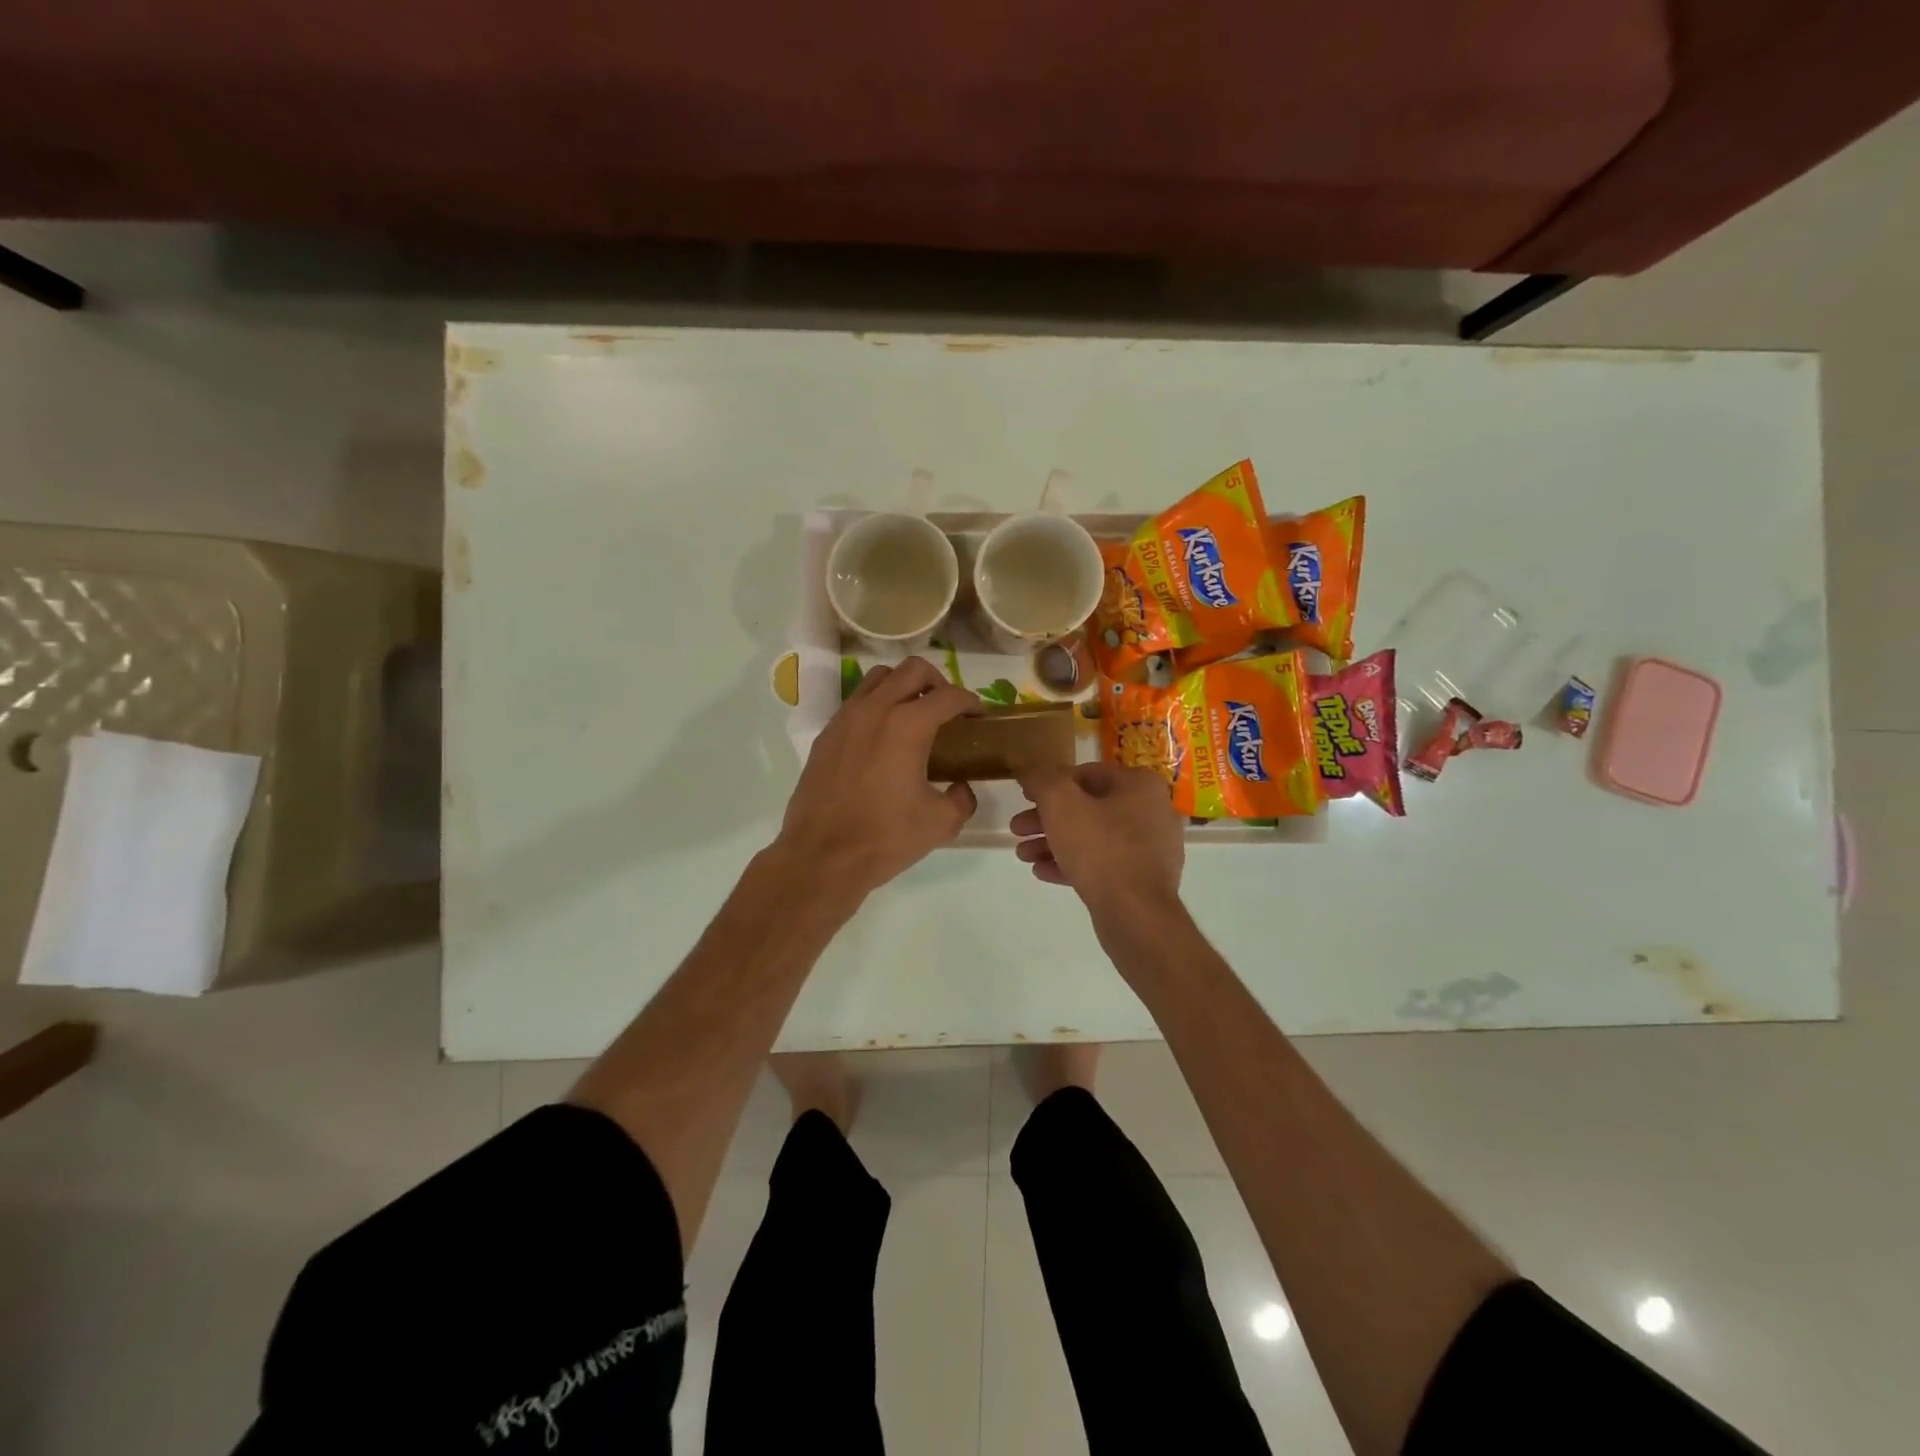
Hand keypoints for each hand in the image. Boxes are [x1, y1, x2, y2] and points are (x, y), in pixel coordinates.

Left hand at [776, 656, 980, 895]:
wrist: (821, 856)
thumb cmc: (884, 838)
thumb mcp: (940, 824)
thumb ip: (961, 799)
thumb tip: (961, 789)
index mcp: (908, 725)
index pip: (949, 695)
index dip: (971, 702)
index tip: (978, 718)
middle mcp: (875, 709)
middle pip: (913, 669)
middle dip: (938, 682)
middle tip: (947, 710)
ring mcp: (846, 718)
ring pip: (879, 677)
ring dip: (903, 686)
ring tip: (914, 715)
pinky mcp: (827, 734)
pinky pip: (856, 701)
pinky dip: (876, 705)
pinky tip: (883, 738)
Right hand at [1011, 762, 1184, 915]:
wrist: (1136, 914)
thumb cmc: (1100, 848)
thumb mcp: (1061, 804)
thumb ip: (1043, 780)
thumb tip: (1032, 774)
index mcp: (1139, 785)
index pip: (1086, 774)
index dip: (1050, 784)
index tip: (1025, 797)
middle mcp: (1151, 811)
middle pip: (1087, 807)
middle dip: (1046, 819)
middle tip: (1017, 829)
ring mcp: (1150, 848)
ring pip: (1092, 837)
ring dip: (1053, 843)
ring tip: (1022, 855)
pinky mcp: (1143, 880)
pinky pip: (1103, 864)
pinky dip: (1072, 864)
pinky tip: (1042, 872)